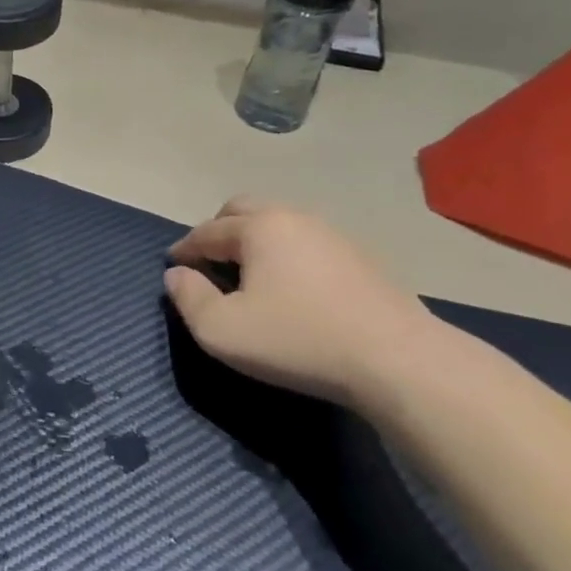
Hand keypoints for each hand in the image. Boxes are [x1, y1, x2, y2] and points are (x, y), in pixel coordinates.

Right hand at [163, 198, 435, 408]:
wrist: (398, 360)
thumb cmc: (298, 340)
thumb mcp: (222, 330)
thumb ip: (188, 298)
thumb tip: (176, 275)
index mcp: (258, 227)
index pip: (207, 231)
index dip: (184, 249)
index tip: (173, 267)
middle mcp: (294, 218)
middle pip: (244, 209)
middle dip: (219, 230)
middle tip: (209, 261)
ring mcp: (333, 234)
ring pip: (279, 223)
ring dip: (255, 240)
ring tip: (248, 274)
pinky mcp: (361, 257)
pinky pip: (307, 242)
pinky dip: (287, 253)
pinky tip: (292, 286)